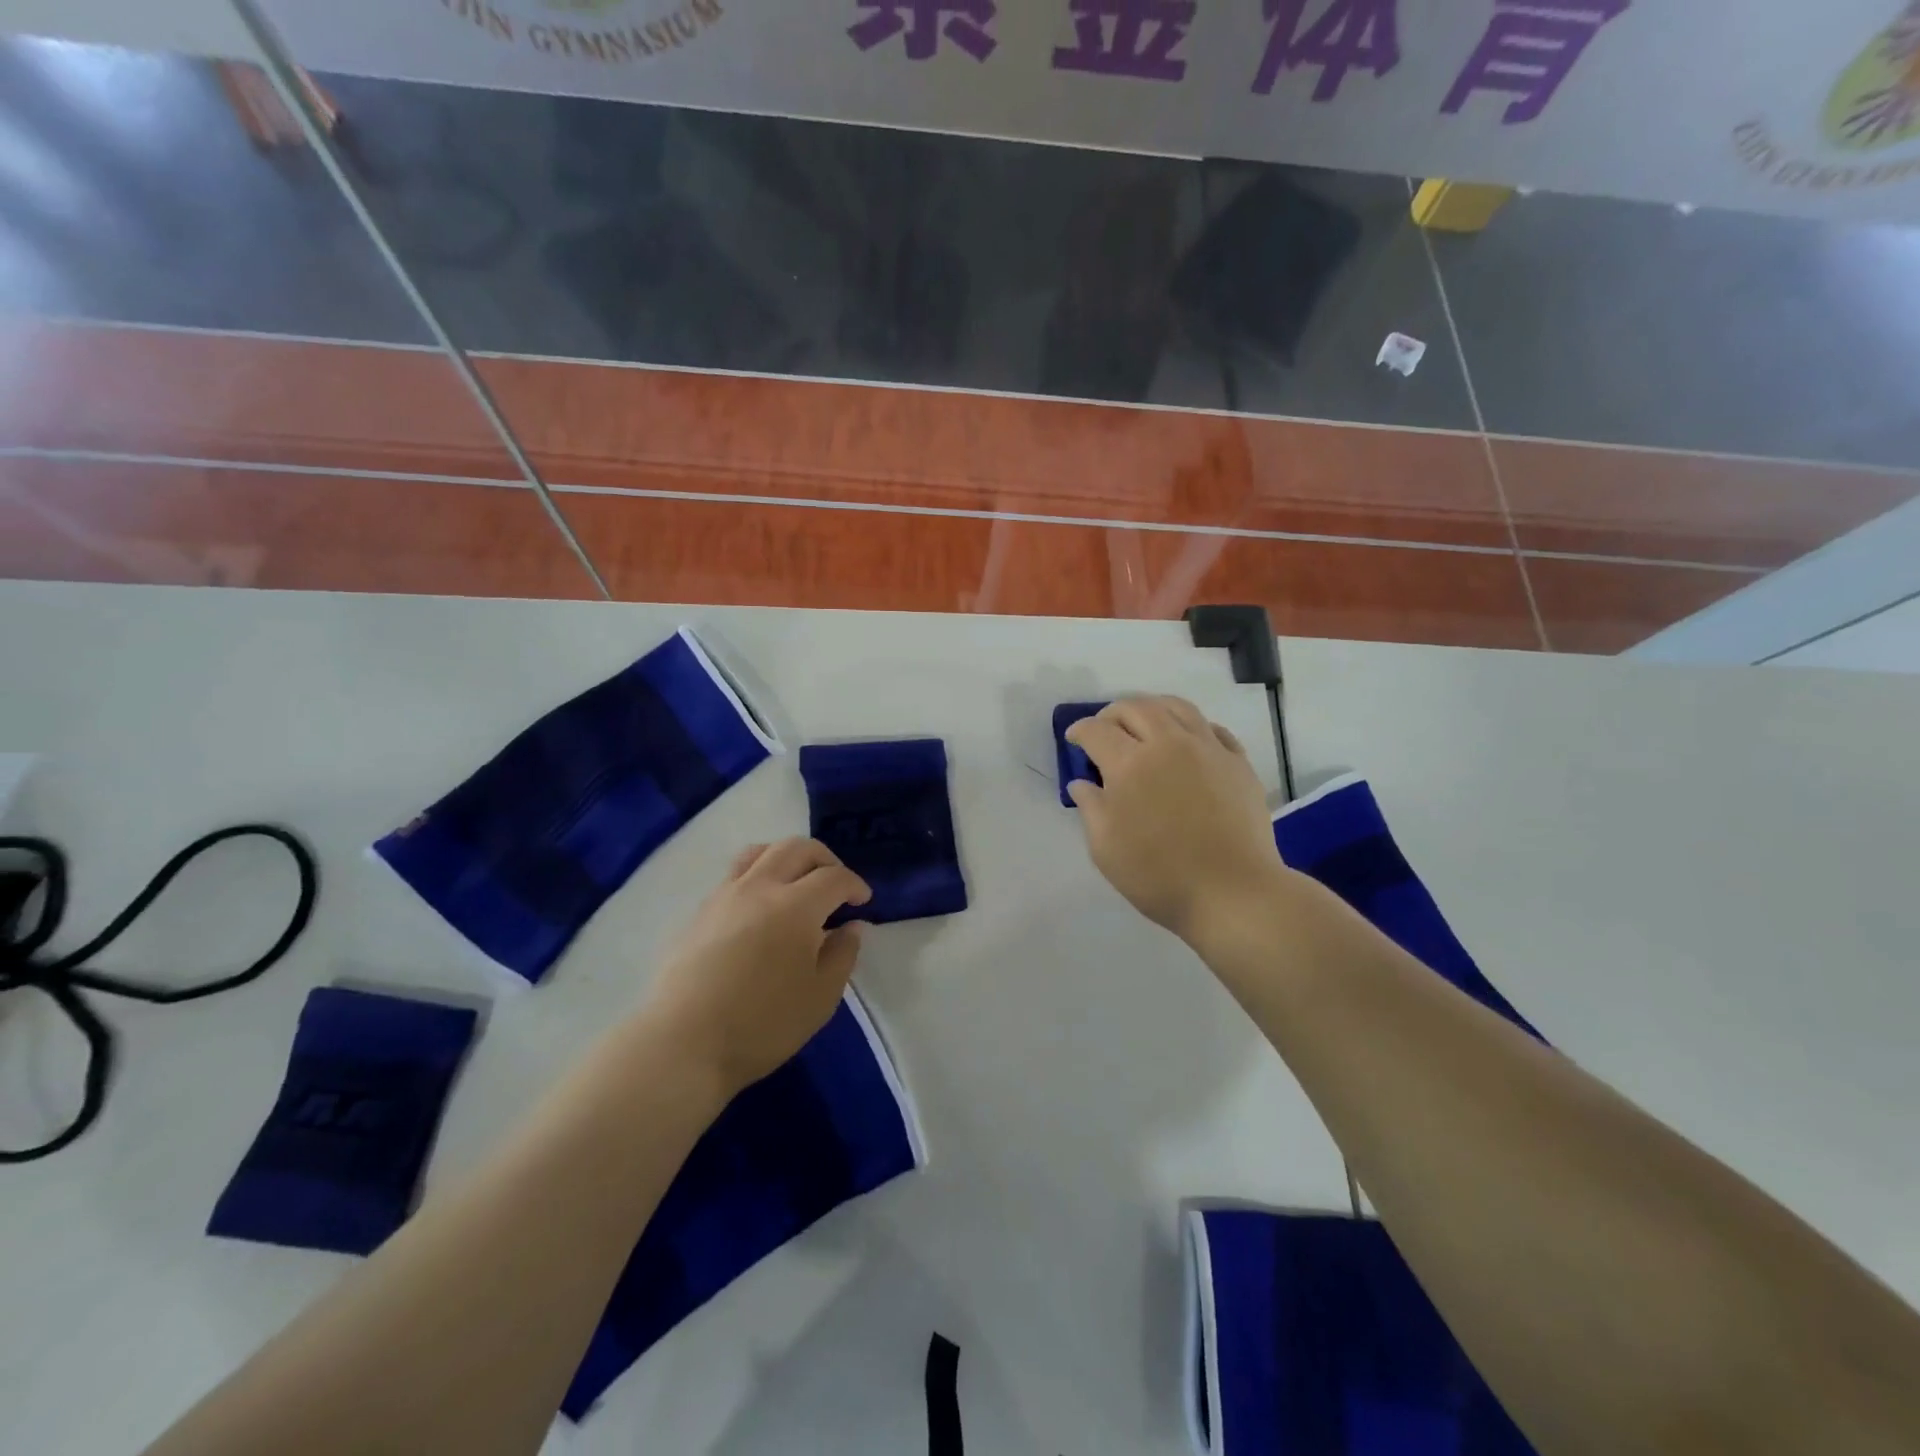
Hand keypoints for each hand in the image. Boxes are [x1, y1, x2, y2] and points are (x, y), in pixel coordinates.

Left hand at [642, 838, 871, 1097]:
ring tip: (796, 882)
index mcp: (796, 906)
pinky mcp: (699, 912)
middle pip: (797, 848)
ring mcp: (724, 895)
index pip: (834, 877)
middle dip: (825, 859)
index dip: (854, 884)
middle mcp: (760, 887)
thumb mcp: (821, 998)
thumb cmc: (762, 1025)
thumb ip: (842, 955)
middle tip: (836, 884)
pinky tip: (760, 907)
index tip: (863, 901)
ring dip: (787, 857)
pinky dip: (758, 875)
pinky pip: (735, 874)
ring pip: (760, 852)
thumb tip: (851, 926)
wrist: (682, 1044)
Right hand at [1066, 696, 1286, 943]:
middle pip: (1135, 707)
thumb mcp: (1106, 849)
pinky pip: (1211, 728)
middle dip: (1112, 713)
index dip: (1080, 730)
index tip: (1074, 739)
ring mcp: (1207, 748)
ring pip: (1176, 706)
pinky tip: (1186, 741)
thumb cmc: (1159, 876)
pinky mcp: (1237, 762)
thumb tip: (1082, 783)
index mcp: (1129, 764)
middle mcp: (1168, 744)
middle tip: (1104, 730)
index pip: (1097, 731)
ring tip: (1144, 723)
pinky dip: (1190, 726)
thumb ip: (1090, 808)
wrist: (1232, 893)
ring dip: (1151, 708)